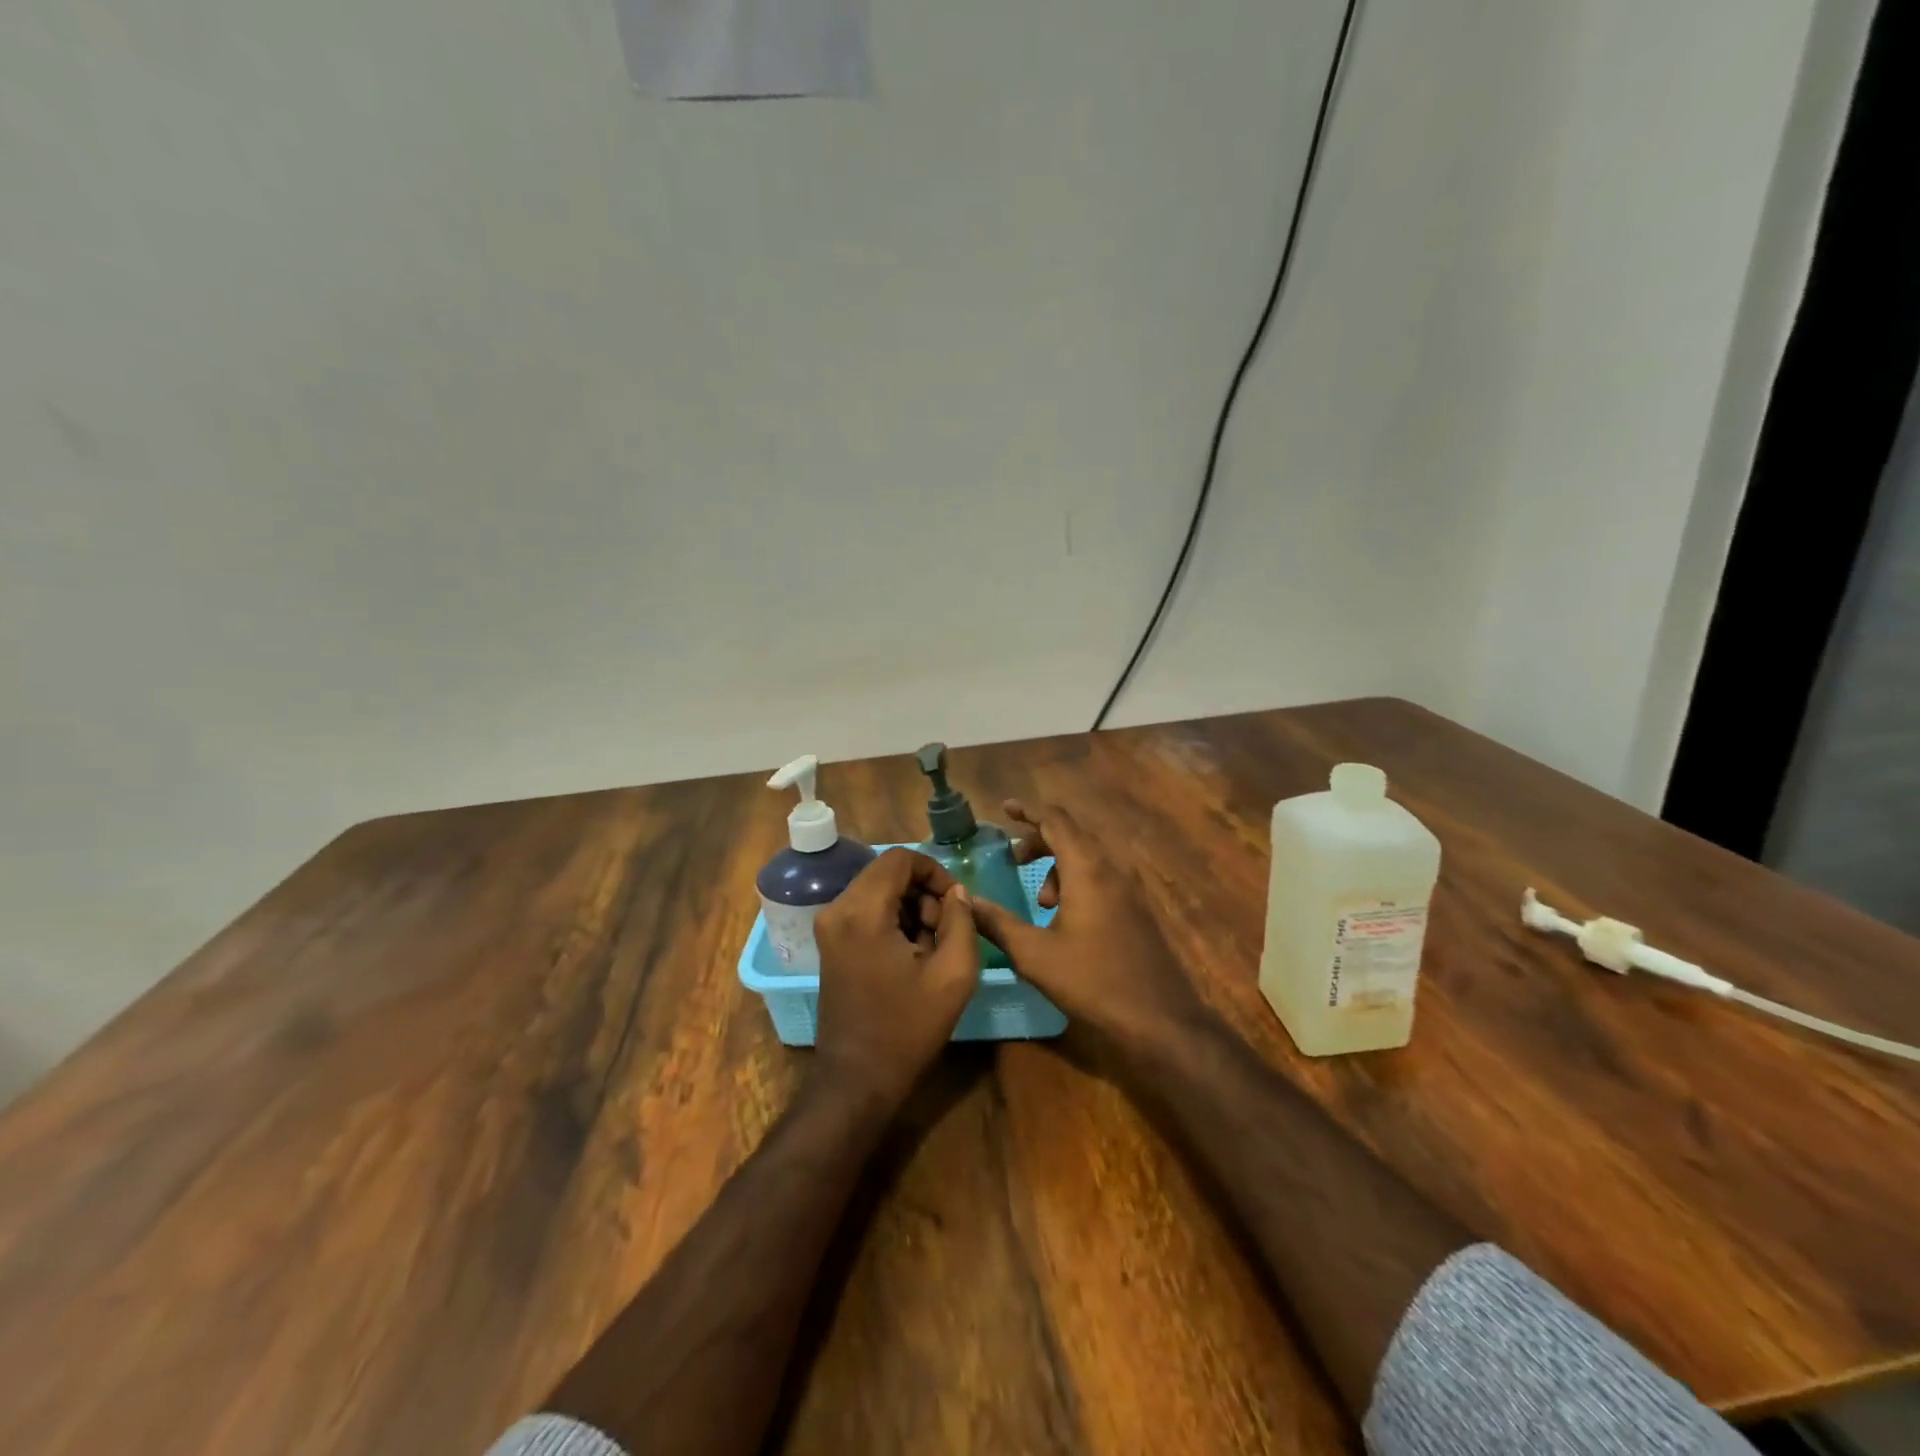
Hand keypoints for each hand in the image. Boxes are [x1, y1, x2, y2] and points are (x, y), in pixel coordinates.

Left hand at [811, 848, 979, 1108]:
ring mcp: (829, 926)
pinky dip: (892, 920)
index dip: (935, 871)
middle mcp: (837, 909)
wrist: (857, 1079)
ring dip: (910, 907)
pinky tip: (910, 955)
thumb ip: (961, 921)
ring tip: (930, 947)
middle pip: (887, 872)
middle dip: (923, 892)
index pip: (901, 858)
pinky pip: (866, 910)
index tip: (954, 904)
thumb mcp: (953, 974)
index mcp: (862, 911)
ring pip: (878, 890)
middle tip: (944, 931)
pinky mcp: (830, 943)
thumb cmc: (907, 1028)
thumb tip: (956, 892)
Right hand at [968, 801, 1209, 1051]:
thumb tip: (966, 901)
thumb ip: (996, 923)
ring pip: (1089, 857)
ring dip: (1059, 866)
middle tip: (1014, 860)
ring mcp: (1131, 888)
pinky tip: (1067, 918)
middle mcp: (1113, 868)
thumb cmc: (1093, 981)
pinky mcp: (1138, 908)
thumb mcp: (1035, 955)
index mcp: (1088, 869)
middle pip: (1073, 835)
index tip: (1004, 810)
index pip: (1056, 820)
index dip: (1028, 812)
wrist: (1161, 1020)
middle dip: (1040, 842)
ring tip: (1042, 902)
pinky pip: (1103, 876)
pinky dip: (1078, 881)